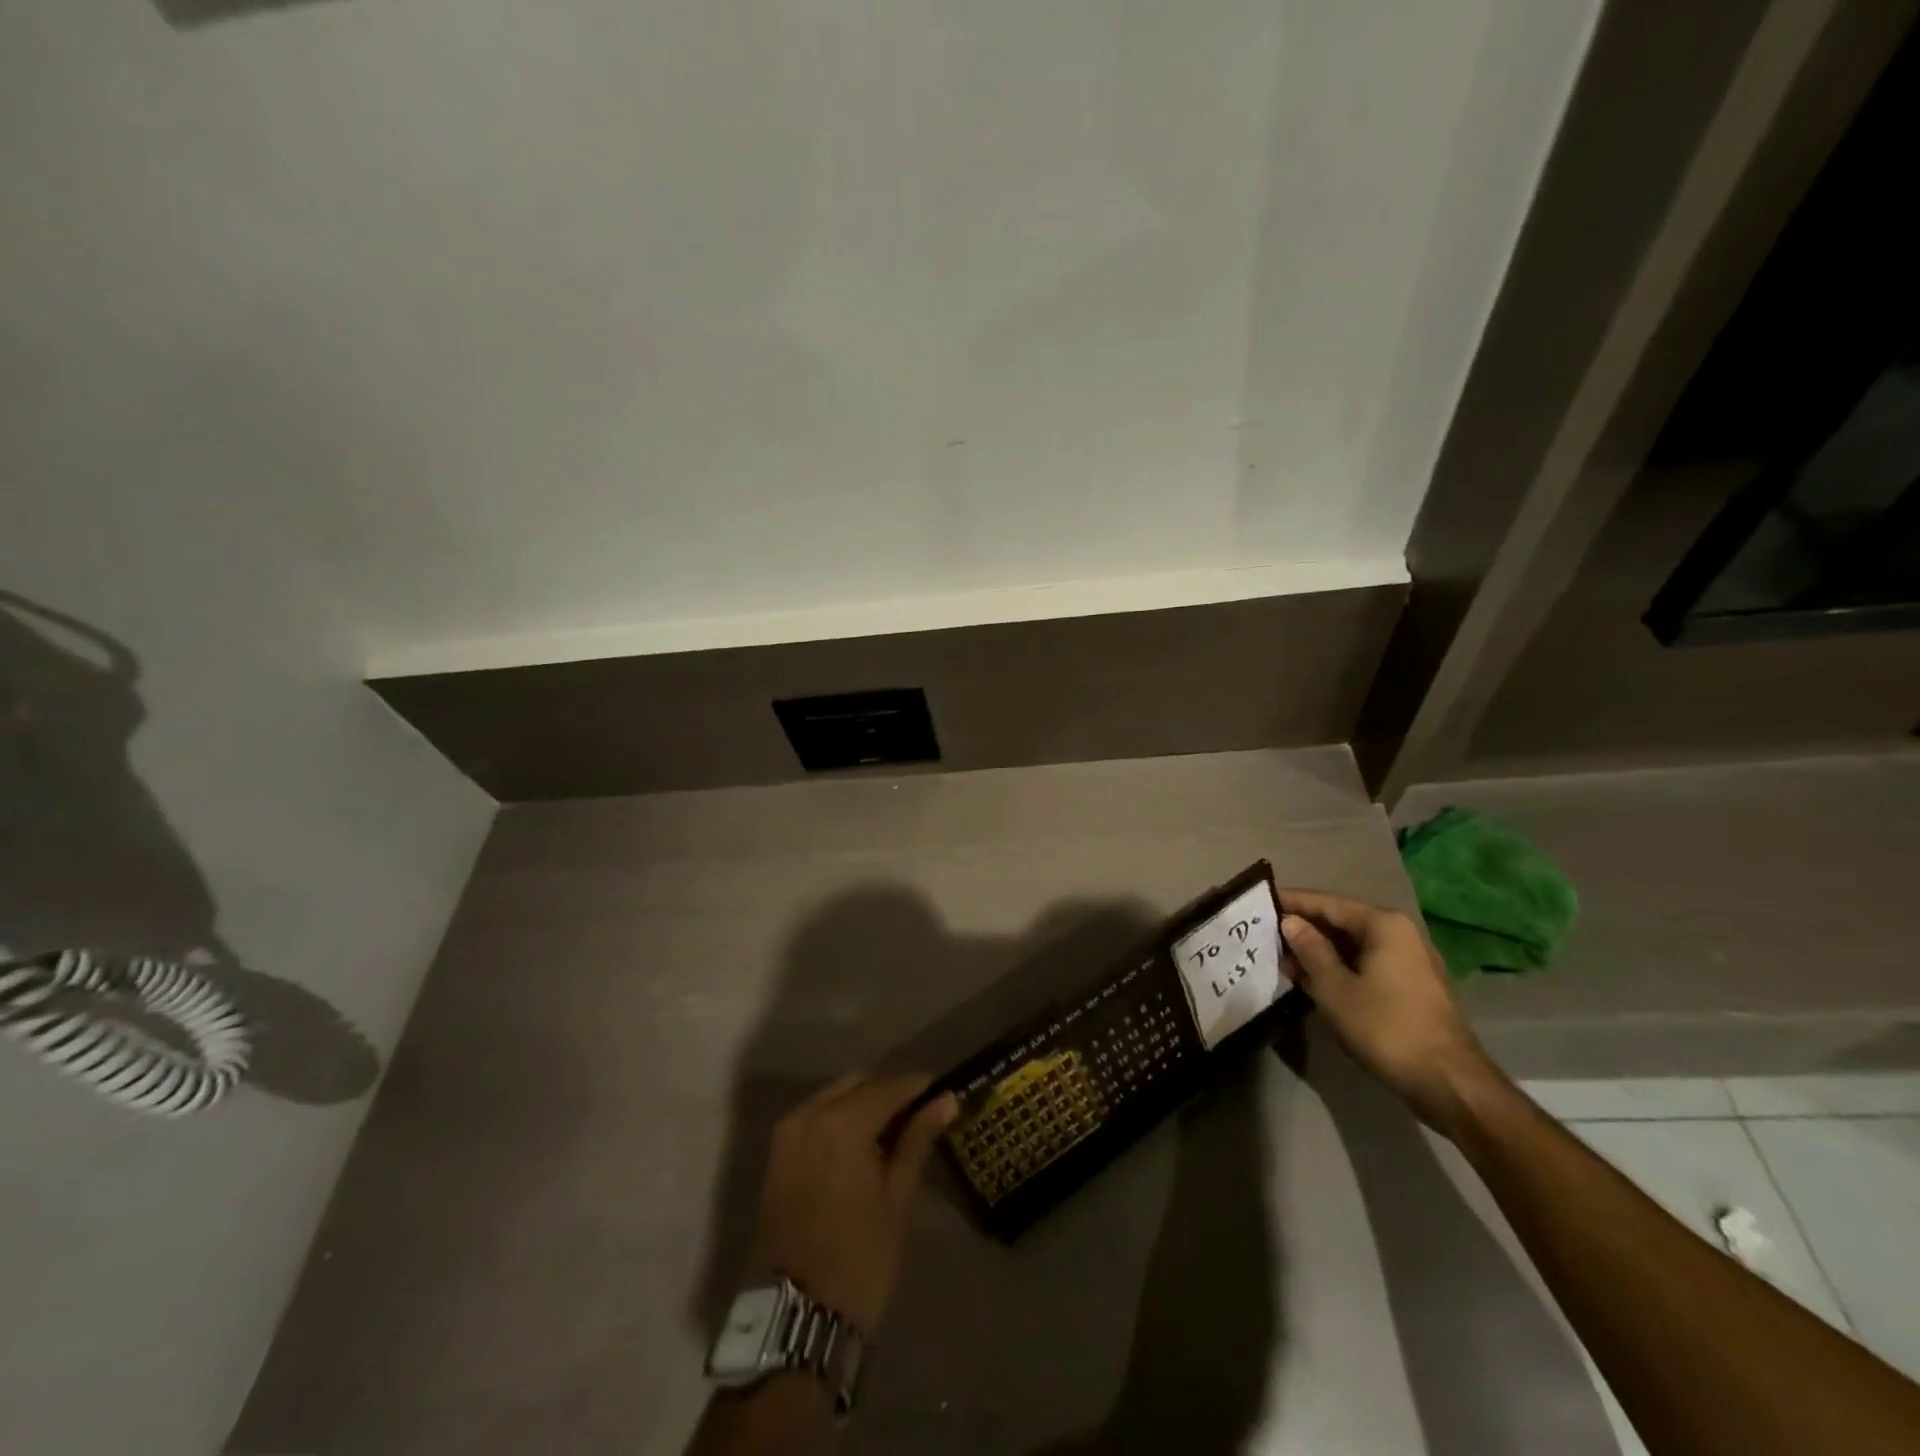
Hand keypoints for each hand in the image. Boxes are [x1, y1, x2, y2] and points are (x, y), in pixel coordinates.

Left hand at [751, 1072, 958, 1333]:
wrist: (796, 1316)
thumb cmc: (859, 1258)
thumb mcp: (898, 1198)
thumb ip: (918, 1139)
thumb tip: (946, 1100)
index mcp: (843, 1122)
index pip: (890, 1086)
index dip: (920, 1087)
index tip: (943, 1094)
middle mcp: (811, 1113)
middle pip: (860, 1084)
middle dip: (890, 1093)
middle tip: (920, 1116)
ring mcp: (789, 1131)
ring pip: (836, 1096)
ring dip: (864, 1104)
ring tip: (893, 1133)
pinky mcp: (778, 1152)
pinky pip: (816, 1116)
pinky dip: (840, 1119)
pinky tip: (862, 1145)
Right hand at [1278, 889, 1505, 1135]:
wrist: (1448, 1082)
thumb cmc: (1385, 1028)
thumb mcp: (1335, 988)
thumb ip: (1309, 949)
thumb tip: (1290, 922)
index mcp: (1383, 924)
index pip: (1327, 902)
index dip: (1292, 902)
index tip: (1260, 902)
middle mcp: (1400, 932)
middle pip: (1342, 920)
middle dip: (1304, 928)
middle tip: (1265, 933)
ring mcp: (1410, 959)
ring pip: (1353, 943)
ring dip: (1319, 950)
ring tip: (1282, 958)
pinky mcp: (1411, 984)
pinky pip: (1366, 962)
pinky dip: (1339, 966)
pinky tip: (1312, 978)